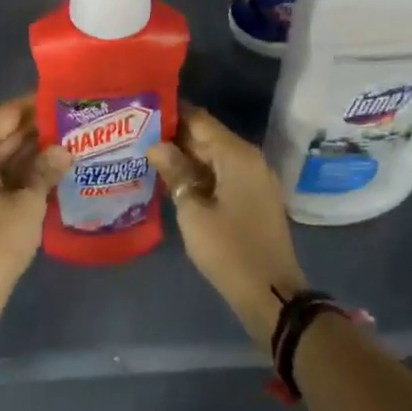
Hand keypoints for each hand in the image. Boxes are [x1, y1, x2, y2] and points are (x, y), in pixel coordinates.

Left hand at [0, 96, 67, 306]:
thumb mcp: (27, 203)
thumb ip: (46, 170)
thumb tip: (64, 149)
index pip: (8, 113)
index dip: (37, 105)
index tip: (67, 98)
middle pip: (6, 134)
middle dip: (40, 130)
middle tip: (78, 121)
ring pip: (6, 158)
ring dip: (36, 154)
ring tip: (75, 143)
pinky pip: (3, 179)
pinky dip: (26, 175)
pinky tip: (57, 174)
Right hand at [149, 107, 306, 346]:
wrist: (272, 295)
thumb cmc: (229, 249)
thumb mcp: (193, 211)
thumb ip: (175, 172)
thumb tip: (156, 145)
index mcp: (237, 154)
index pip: (199, 119)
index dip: (170, 115)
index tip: (141, 116)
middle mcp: (250, 158)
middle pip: (208, 136)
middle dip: (175, 137)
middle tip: (138, 137)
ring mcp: (255, 178)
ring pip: (215, 156)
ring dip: (186, 157)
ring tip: (149, 157)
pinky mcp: (255, 198)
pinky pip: (224, 174)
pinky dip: (201, 174)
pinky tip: (174, 181)